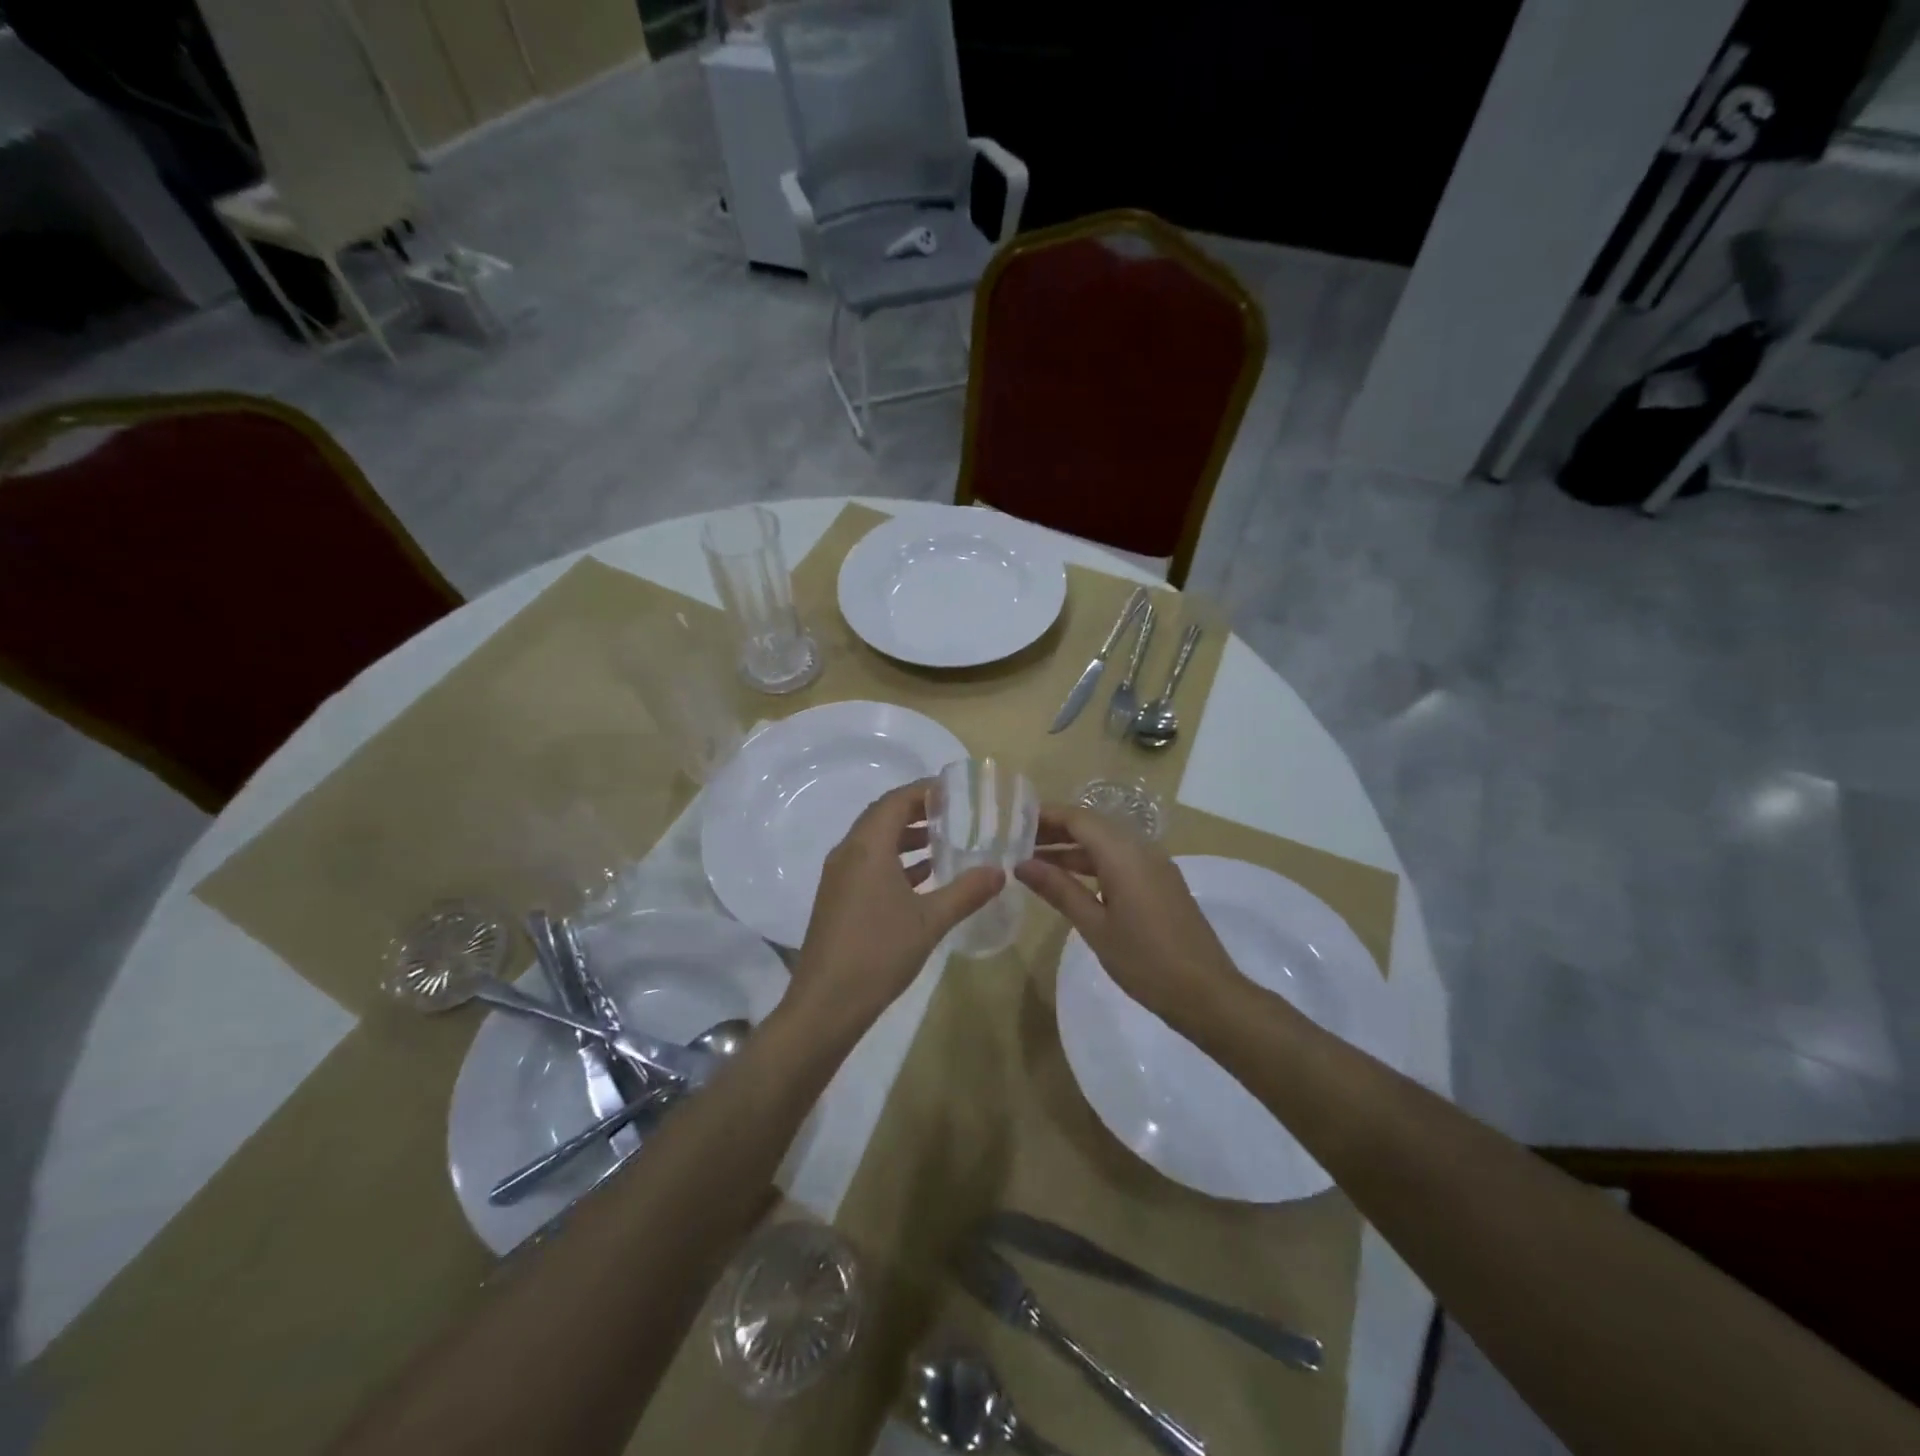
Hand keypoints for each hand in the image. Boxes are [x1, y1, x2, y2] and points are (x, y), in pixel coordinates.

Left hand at [790, 781, 1004, 1032]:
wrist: (826, 1004)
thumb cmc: (878, 953)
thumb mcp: (930, 921)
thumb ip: (967, 892)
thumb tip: (1000, 871)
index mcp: (867, 847)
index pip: (896, 801)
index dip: (925, 791)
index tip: (957, 790)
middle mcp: (848, 853)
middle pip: (883, 817)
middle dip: (918, 811)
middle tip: (956, 812)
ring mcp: (839, 877)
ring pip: (875, 842)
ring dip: (907, 837)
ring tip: (945, 841)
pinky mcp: (838, 898)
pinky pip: (869, 864)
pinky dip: (895, 861)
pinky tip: (923, 877)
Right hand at [1015, 804, 1238, 1027]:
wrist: (1206, 993)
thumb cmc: (1145, 960)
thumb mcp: (1095, 926)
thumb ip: (1059, 889)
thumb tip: (1022, 865)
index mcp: (1124, 854)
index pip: (1078, 818)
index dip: (1045, 816)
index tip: (1013, 823)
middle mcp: (1141, 849)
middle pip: (1092, 826)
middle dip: (1055, 831)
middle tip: (1017, 843)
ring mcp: (1155, 865)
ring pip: (1106, 843)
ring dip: (1072, 849)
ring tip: (1034, 862)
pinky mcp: (1160, 883)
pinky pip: (1120, 859)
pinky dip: (1092, 863)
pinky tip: (1070, 882)